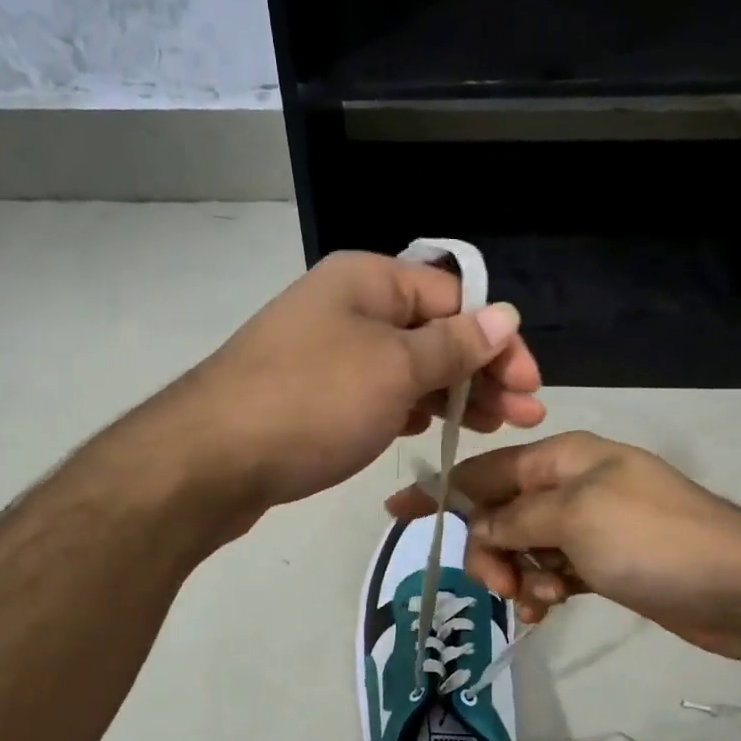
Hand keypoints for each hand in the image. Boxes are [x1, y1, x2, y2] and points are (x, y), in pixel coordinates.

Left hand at [172, 250, 543, 515]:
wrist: (210, 460)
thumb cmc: (313, 403)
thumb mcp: (395, 370)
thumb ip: (453, 345)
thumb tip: (505, 315)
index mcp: (367, 280)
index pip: (454, 296)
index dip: (498, 339)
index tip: (530, 387)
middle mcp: (345, 306)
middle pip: (431, 331)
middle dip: (481, 372)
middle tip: (522, 417)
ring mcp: (324, 352)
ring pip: (404, 366)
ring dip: (449, 393)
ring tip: (487, 428)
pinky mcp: (310, 395)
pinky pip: (373, 392)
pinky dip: (406, 408)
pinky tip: (427, 429)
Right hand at [384, 431, 740, 663]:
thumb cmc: (654, 540)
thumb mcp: (575, 517)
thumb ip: (516, 517)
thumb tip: (480, 526)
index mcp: (564, 458)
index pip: (485, 470)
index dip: (440, 490)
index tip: (396, 511)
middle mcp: (572, 485)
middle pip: (501, 512)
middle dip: (490, 548)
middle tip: (499, 583)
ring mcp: (590, 525)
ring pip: (523, 546)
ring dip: (517, 575)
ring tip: (536, 601)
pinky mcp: (604, 562)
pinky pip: (551, 570)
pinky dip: (542, 588)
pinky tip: (548, 609)